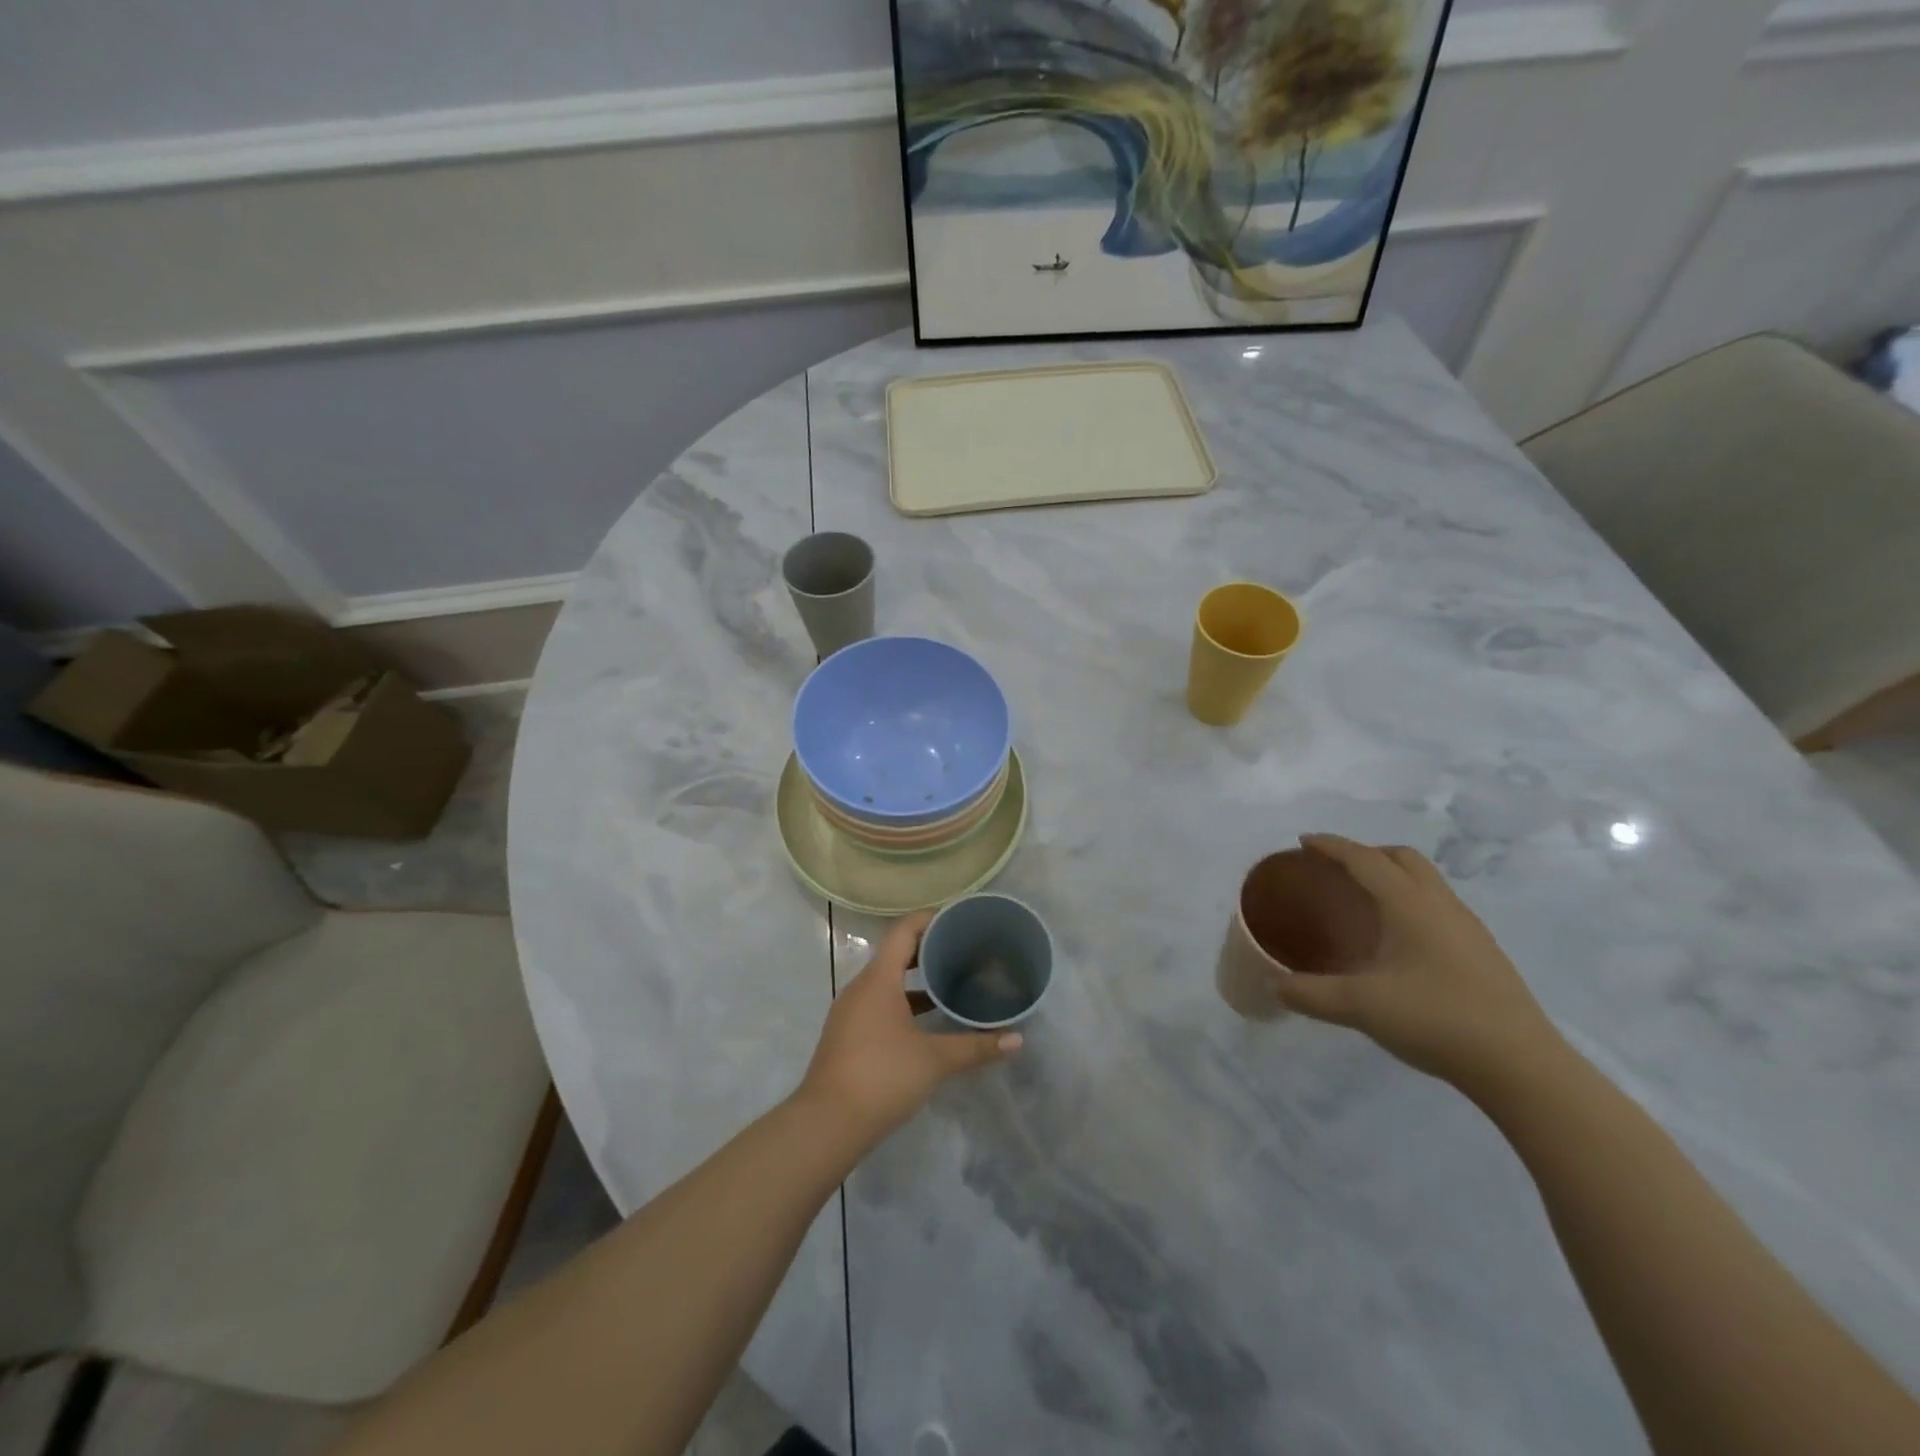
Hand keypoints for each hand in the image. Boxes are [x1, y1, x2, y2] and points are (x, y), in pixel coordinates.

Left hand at [797, 911, 1021, 1141]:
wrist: (826, 1124)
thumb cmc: (882, 1077)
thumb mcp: (934, 1060)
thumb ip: (976, 1047)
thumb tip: (1018, 1041)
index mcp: (878, 980)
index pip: (903, 932)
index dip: (929, 919)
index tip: (958, 918)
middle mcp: (861, 988)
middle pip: (895, 954)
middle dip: (927, 949)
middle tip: (962, 949)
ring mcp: (851, 1013)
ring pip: (887, 982)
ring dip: (915, 979)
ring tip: (950, 982)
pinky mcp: (848, 1036)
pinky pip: (879, 1004)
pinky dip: (903, 1002)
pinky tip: (927, 1022)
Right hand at [1271, 835, 1561, 1094]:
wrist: (1521, 1066)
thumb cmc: (1436, 1019)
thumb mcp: (1360, 1006)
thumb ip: (1309, 993)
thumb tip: (1272, 985)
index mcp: (1409, 904)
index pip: (1364, 859)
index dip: (1332, 846)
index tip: (1302, 842)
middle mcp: (1440, 905)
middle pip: (1403, 858)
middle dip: (1366, 853)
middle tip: (1336, 869)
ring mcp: (1467, 928)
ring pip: (1426, 881)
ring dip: (1393, 876)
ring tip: (1364, 901)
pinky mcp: (1482, 952)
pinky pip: (1438, 906)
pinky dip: (1410, 902)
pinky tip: (1399, 940)